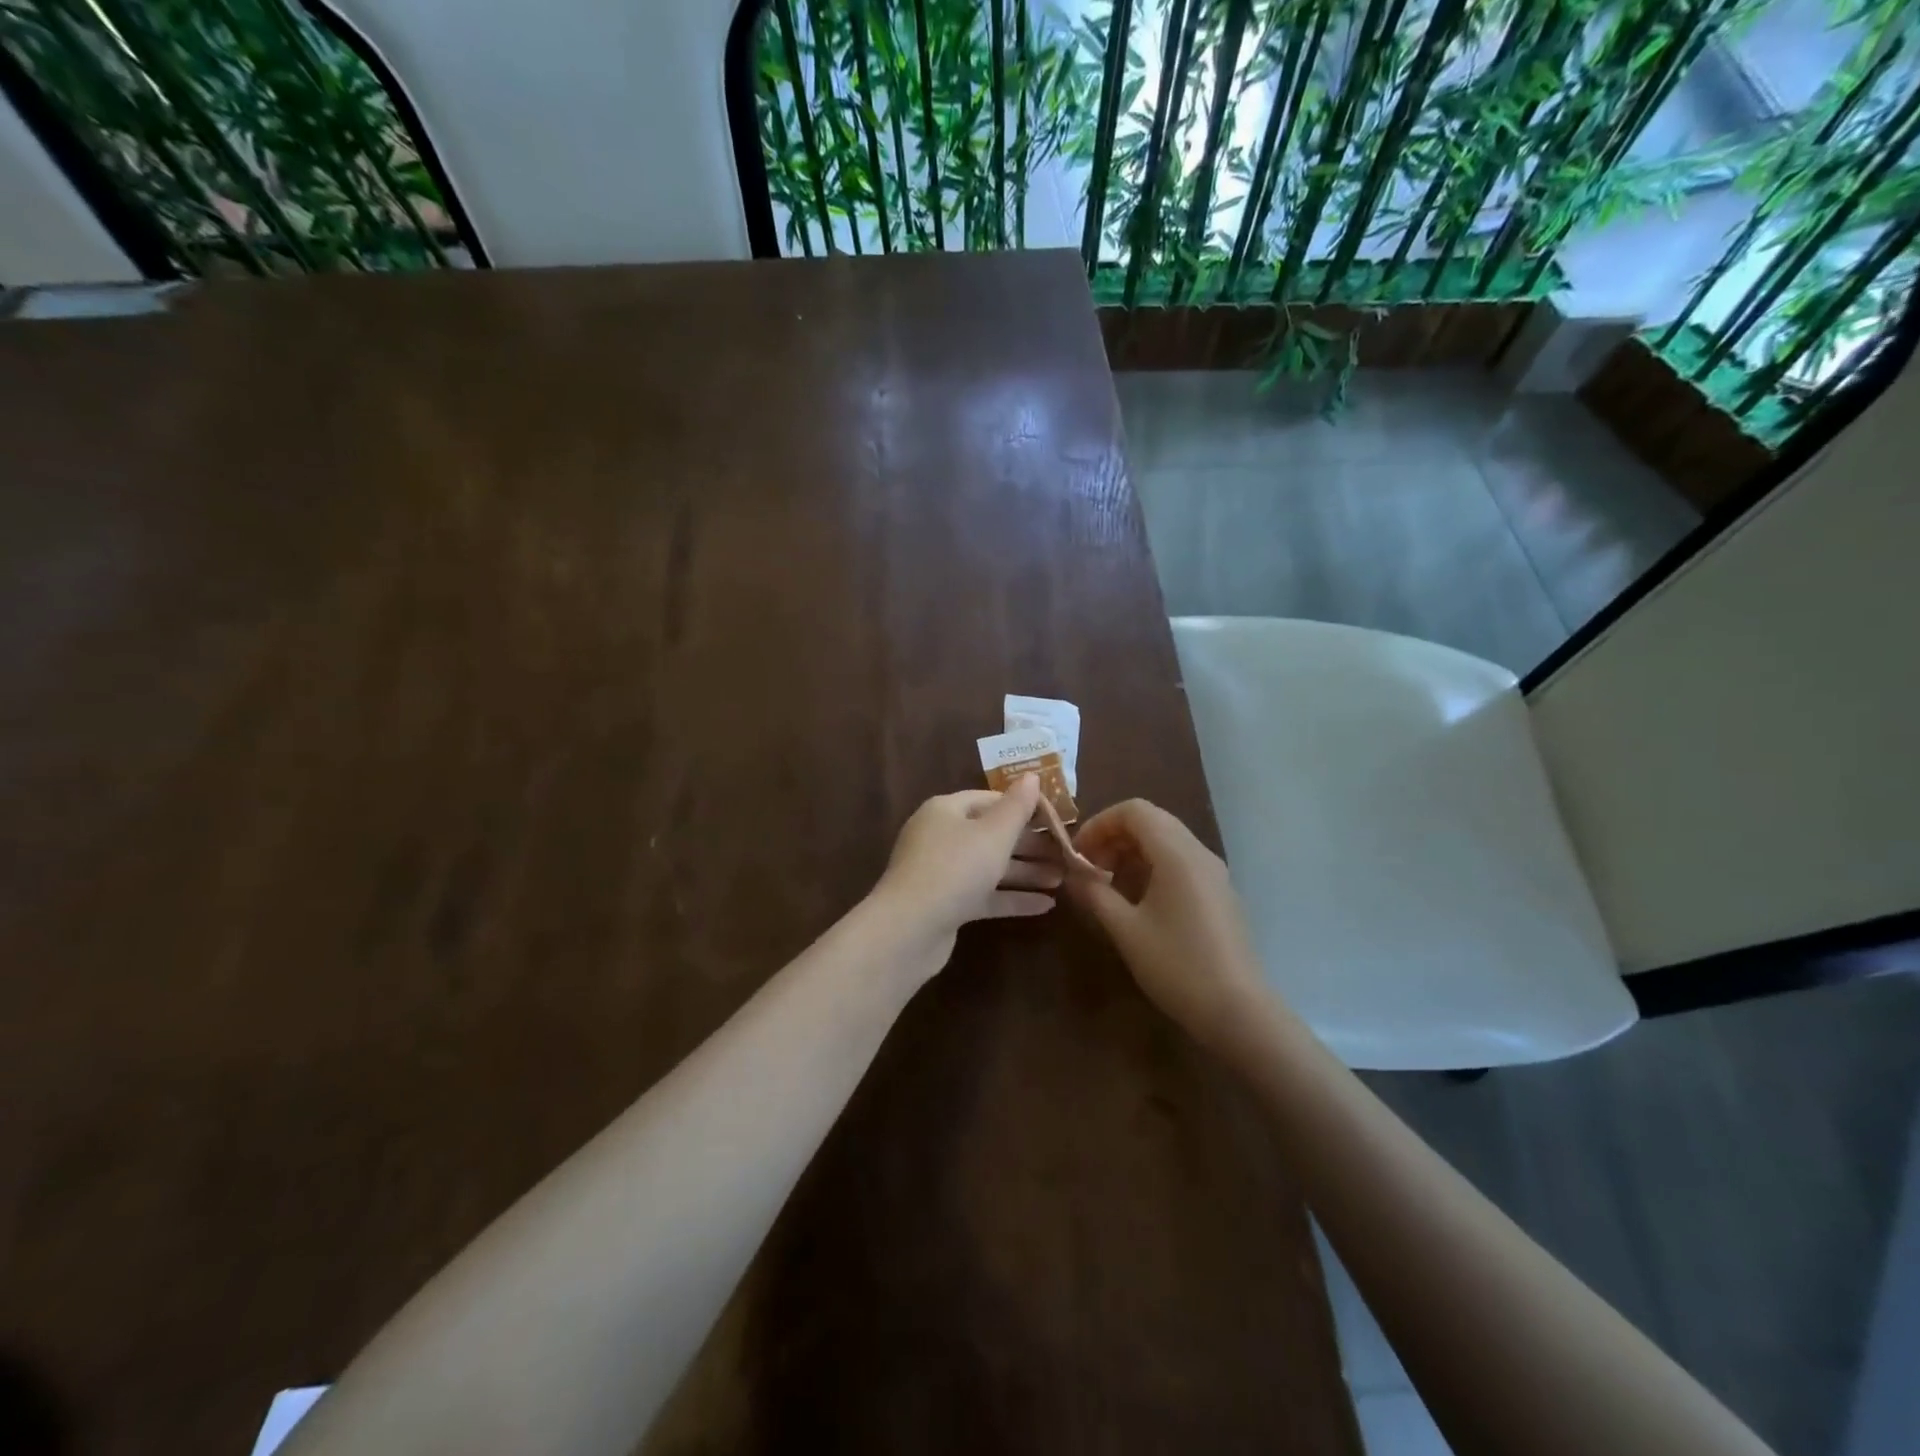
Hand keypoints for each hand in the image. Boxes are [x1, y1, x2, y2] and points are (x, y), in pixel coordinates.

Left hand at [872, 775, 1061, 965]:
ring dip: (1026, 872)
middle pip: (992, 834)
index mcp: (946, 810)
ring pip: (990, 866)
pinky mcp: (946, 904)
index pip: (990, 800)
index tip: (1056, 820)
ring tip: (1062, 880)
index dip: (1024, 807)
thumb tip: (1032, 776)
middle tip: (1065, 854)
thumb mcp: (993, 834)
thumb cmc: (955, 869)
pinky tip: (1045, 906)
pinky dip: (1012, 897)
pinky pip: (984, 895)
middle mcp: (941, 837)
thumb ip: (1017, 807)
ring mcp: (942, 872)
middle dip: (1029, 845)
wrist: (909, 929)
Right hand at [1065, 800, 1268, 1051]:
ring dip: (1132, 853)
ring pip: (1166, 841)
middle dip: (1113, 837)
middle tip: (1089, 869)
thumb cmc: (1177, 965)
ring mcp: (1214, 873)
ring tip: (1108, 886)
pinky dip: (1152, 867)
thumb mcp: (1125, 930)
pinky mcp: (1219, 893)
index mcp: (1177, 853)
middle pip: (1151, 821)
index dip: (1100, 823)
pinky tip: (1138, 902)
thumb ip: (1094, 893)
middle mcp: (1199, 853)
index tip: (1078, 853)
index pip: (1134, 810)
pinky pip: (1180, 862)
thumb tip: (1072, 874)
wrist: (1239, 1011)